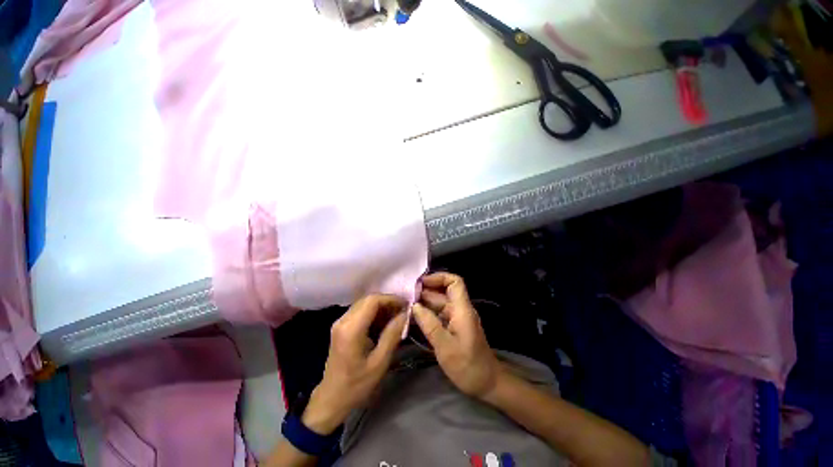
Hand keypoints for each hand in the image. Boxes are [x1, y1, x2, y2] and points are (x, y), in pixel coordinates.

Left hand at [303, 295, 406, 434]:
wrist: (334, 396)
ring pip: (362, 307)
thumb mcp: (380, 362)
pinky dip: (372, 317)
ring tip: (399, 321)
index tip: (409, 306)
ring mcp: (339, 325)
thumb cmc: (358, 383)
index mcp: (351, 328)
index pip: (372, 301)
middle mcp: (342, 321)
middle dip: (387, 303)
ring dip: (380, 310)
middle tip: (406, 314)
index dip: (392, 299)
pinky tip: (385, 328)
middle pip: (366, 301)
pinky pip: (358, 316)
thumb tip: (405, 314)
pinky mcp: (340, 331)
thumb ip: (392, 335)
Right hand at [413, 273, 501, 398]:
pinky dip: (428, 317)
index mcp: (463, 312)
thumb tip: (414, 305)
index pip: (454, 283)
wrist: (486, 383)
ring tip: (403, 308)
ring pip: (441, 307)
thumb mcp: (445, 347)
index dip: (437, 278)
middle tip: (401, 297)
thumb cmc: (467, 366)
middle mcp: (462, 313)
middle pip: (444, 294)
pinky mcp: (456, 333)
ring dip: (424, 306)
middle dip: (424, 292)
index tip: (416, 284)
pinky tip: (413, 322)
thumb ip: (429, 325)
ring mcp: (459, 323)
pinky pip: (441, 319)